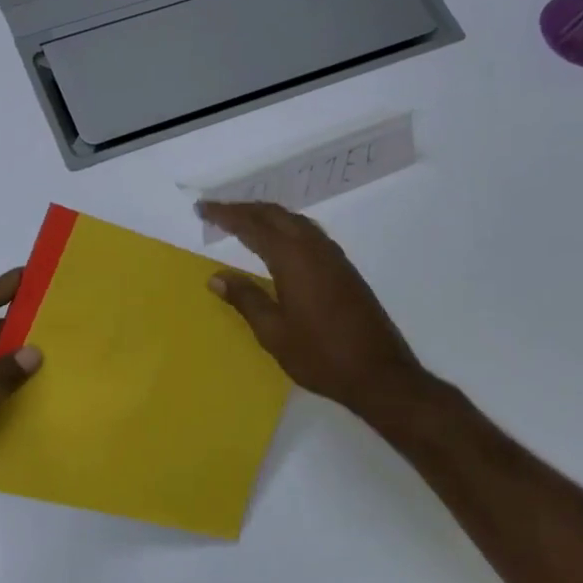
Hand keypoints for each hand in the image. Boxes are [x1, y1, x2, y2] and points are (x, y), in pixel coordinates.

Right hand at [198, 201, 426, 420]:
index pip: (252, 225)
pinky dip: (286, 228)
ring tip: (244, 222)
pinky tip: (279, 243)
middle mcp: (314, 248)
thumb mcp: (273, 332)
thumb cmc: (320, 355)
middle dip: (245, 209)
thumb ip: (246, 299)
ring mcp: (333, 257)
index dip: (226, 215)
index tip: (203, 208)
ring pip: (295, 221)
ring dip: (267, 216)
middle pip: (275, 215)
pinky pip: (309, 233)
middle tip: (218, 212)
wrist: (380, 374)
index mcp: (293, 259)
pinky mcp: (344, 269)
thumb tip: (216, 277)